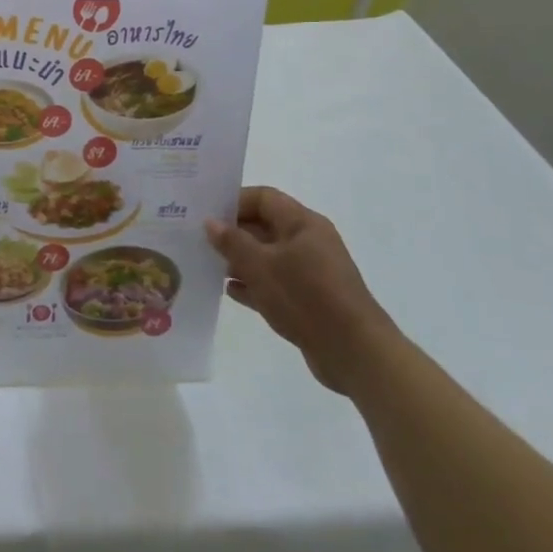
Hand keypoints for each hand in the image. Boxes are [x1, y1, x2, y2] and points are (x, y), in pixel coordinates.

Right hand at [204, 188, 396, 394]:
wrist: (355, 353)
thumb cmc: (306, 297)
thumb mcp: (261, 265)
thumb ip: (232, 242)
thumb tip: (210, 222)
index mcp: (302, 224)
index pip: (264, 198)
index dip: (234, 201)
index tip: (205, 213)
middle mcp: (308, 242)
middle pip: (264, 226)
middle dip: (232, 233)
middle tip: (198, 239)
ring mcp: (310, 273)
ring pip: (267, 256)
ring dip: (239, 260)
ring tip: (207, 265)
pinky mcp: (309, 300)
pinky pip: (274, 283)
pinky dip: (253, 285)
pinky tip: (228, 291)